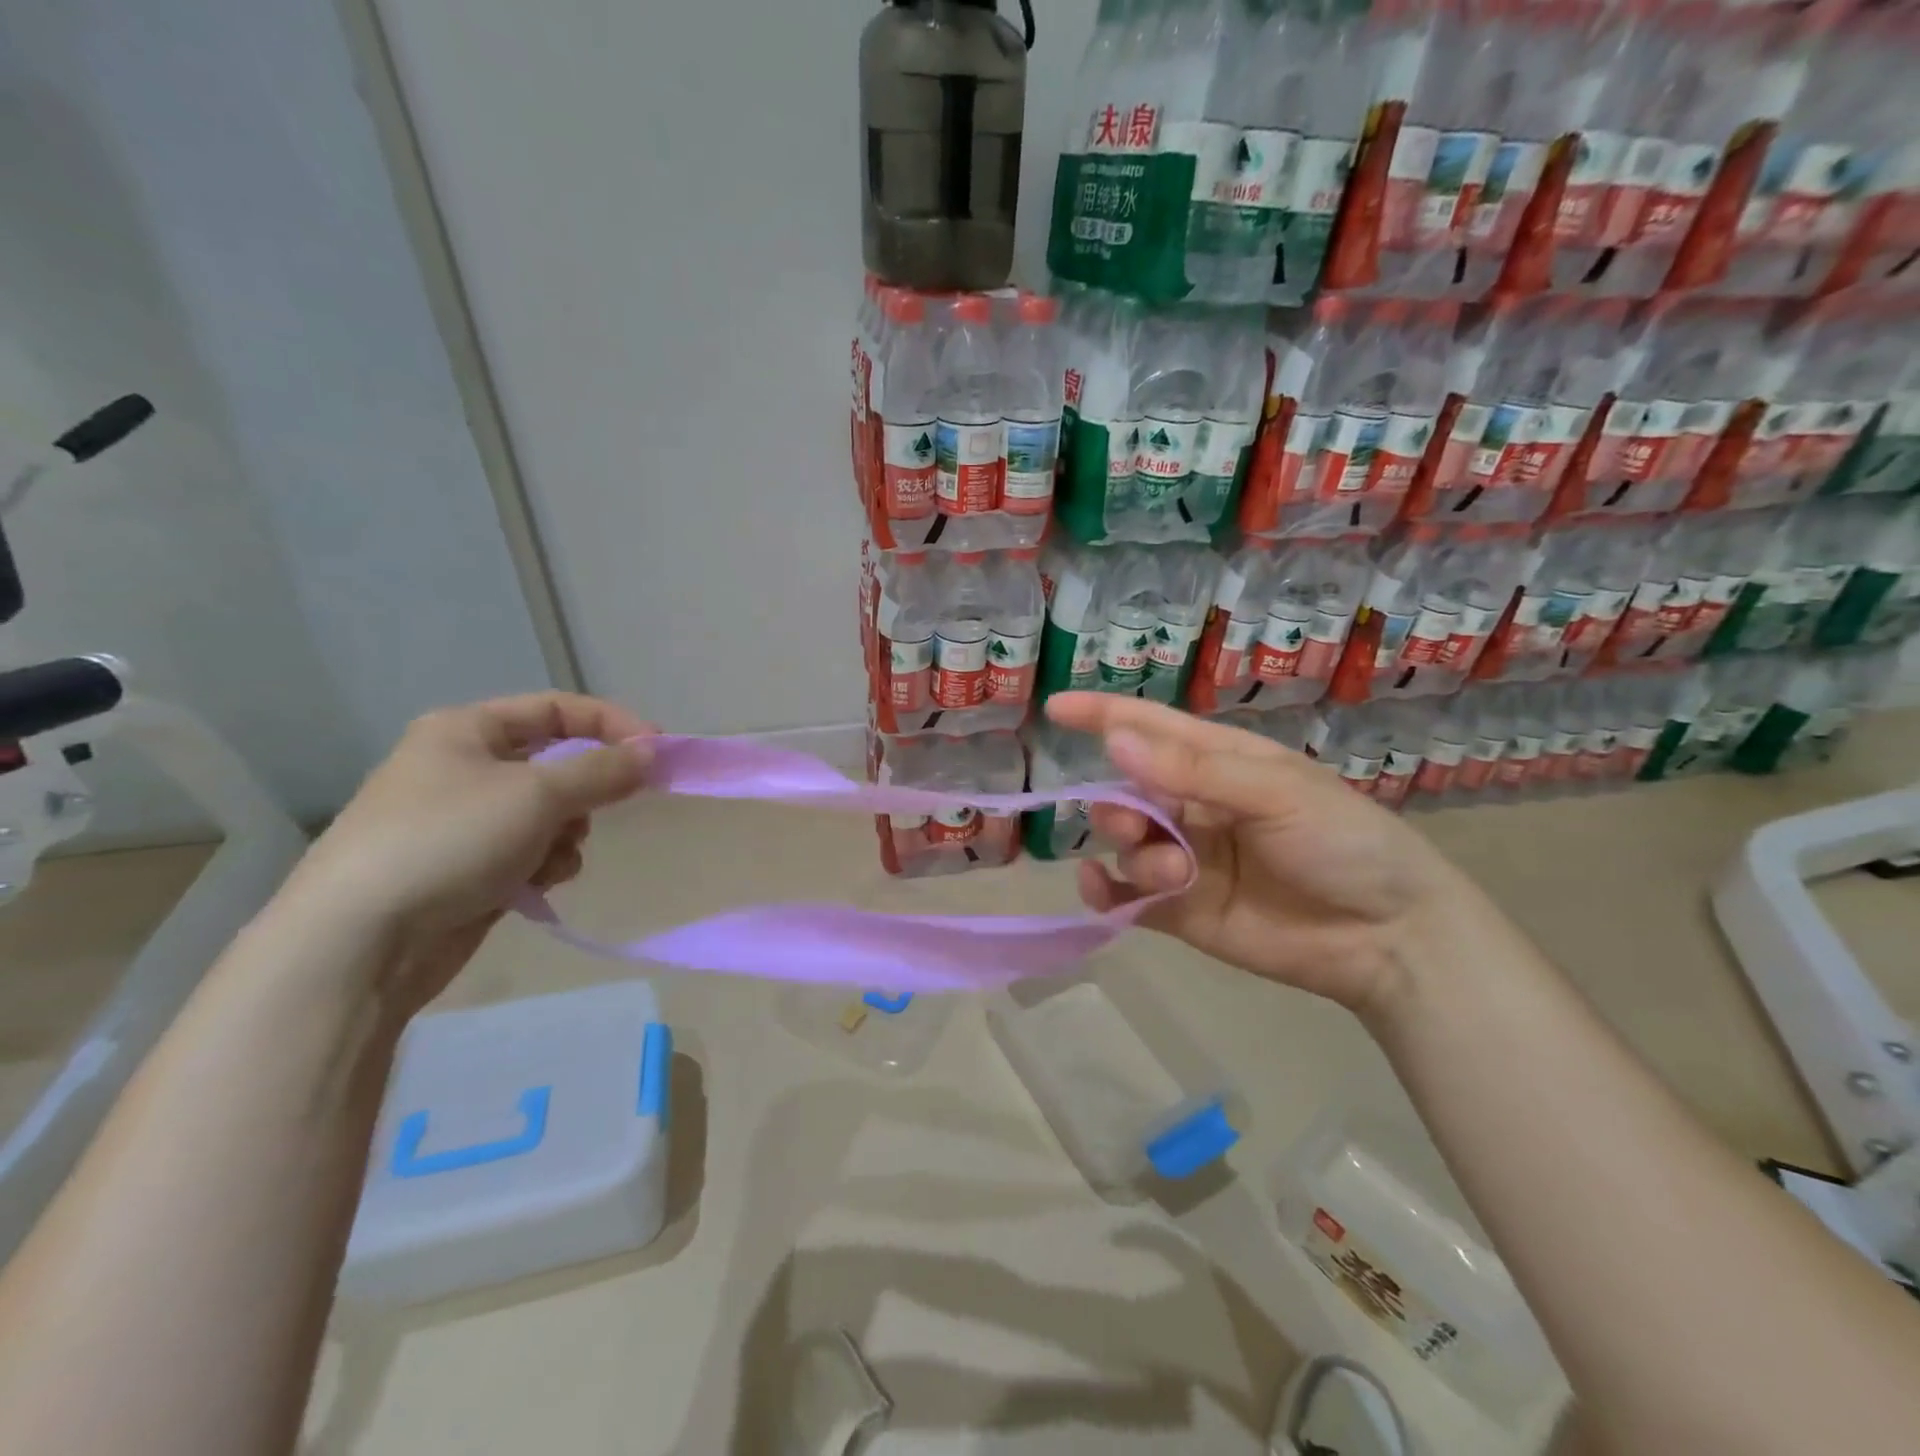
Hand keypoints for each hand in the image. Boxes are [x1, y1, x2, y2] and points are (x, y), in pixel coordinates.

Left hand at [281, 693, 653, 1012]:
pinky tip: (533, 885)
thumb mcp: (537, 795)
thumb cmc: (449, 842)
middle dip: (585, 791)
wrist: (359, 942)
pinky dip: (544, 863)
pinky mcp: (468, 867)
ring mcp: (464, 820)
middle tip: (608, 808)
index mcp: (466, 731)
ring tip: (551, 859)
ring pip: (550, 812)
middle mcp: (463, 767)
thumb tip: (652, 753)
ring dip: (566, 834)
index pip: (557, 709)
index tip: (658, 752)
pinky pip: (531, 850)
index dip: (612, 724)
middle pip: (557, 763)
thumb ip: (603, 770)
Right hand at [1046, 694, 1477, 1016]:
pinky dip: (1104, 892)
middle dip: (1117, 806)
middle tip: (1134, 825)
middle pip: (1126, 793)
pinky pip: (1125, 896)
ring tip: (1175, 875)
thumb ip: (1192, 771)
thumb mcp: (1275, 793)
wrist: (1388, 938)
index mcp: (1220, 764)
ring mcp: (1186, 860)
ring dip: (1133, 853)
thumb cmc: (1344, 843)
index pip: (1151, 729)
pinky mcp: (1181, 911)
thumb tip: (1115, 742)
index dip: (1102, 715)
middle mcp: (1196, 807)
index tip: (1054, 709)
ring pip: (1125, 845)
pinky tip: (1101, 891)